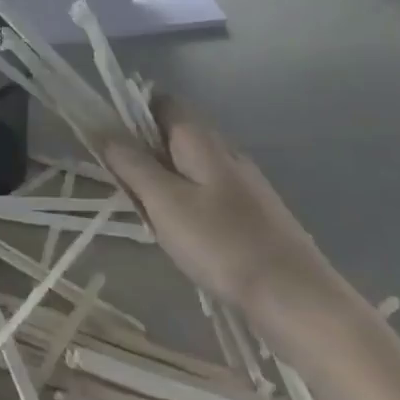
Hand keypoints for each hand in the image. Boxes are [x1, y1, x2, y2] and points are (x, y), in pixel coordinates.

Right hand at [101, 97, 335, 322]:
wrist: (296, 298)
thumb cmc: (222, 244)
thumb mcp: (164, 202)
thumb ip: (132, 163)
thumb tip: (104, 129)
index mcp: (201, 138)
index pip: (162, 102)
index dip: (132, 113)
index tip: (111, 144)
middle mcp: (224, 150)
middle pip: (173, 135)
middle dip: (145, 156)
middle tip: (129, 192)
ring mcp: (243, 182)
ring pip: (189, 168)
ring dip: (164, 185)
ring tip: (154, 221)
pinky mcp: (253, 212)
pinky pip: (207, 194)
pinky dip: (187, 207)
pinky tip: (186, 239)